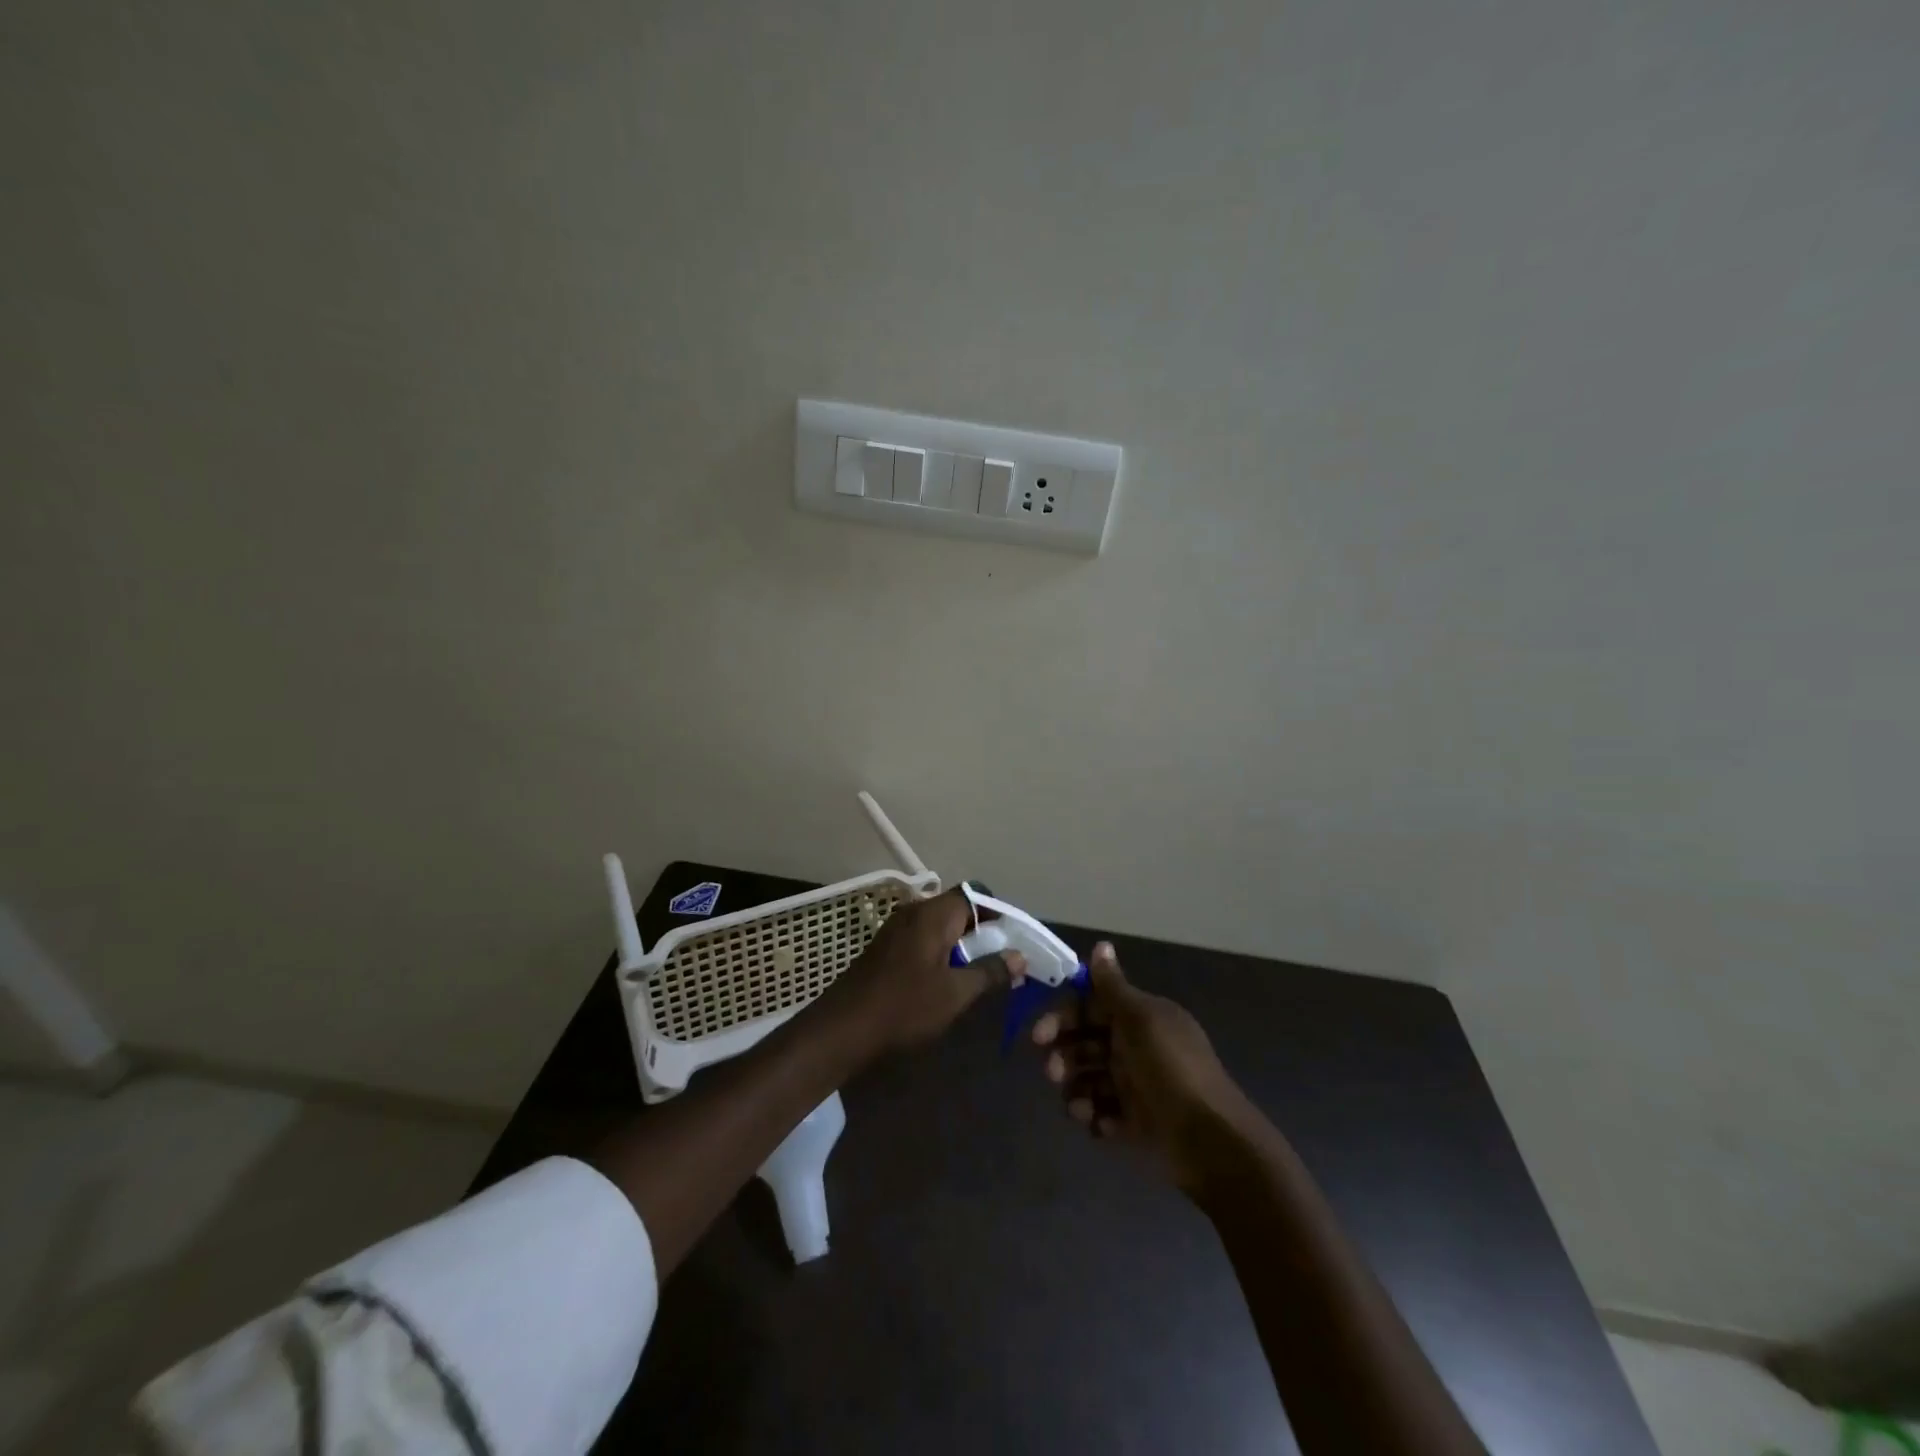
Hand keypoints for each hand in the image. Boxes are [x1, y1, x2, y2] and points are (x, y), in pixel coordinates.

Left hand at [822, 887, 1024, 1058]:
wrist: (844, 1027)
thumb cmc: (905, 1005)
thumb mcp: (956, 993)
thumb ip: (990, 971)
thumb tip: (1020, 956)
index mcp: (934, 914)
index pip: (975, 894)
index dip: (998, 912)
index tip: (1014, 938)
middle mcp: (915, 911)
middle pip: (958, 908)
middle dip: (982, 931)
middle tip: (1000, 960)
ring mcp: (896, 928)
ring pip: (940, 925)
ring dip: (961, 944)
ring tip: (977, 973)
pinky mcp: (886, 947)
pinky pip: (923, 938)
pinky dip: (940, 951)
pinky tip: (945, 980)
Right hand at [1032, 942, 1251, 1191]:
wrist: (1209, 1139)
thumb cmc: (1171, 1068)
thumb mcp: (1141, 1020)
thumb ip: (1114, 987)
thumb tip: (1101, 944)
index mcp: (1140, 1018)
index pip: (1092, 1007)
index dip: (1064, 1016)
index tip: (1040, 1033)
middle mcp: (1135, 1047)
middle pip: (1086, 1043)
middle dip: (1064, 1055)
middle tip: (1052, 1071)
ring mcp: (1134, 1086)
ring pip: (1088, 1079)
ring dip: (1075, 1089)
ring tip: (1077, 1106)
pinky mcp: (1134, 1123)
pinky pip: (1101, 1113)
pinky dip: (1093, 1116)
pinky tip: (1096, 1123)